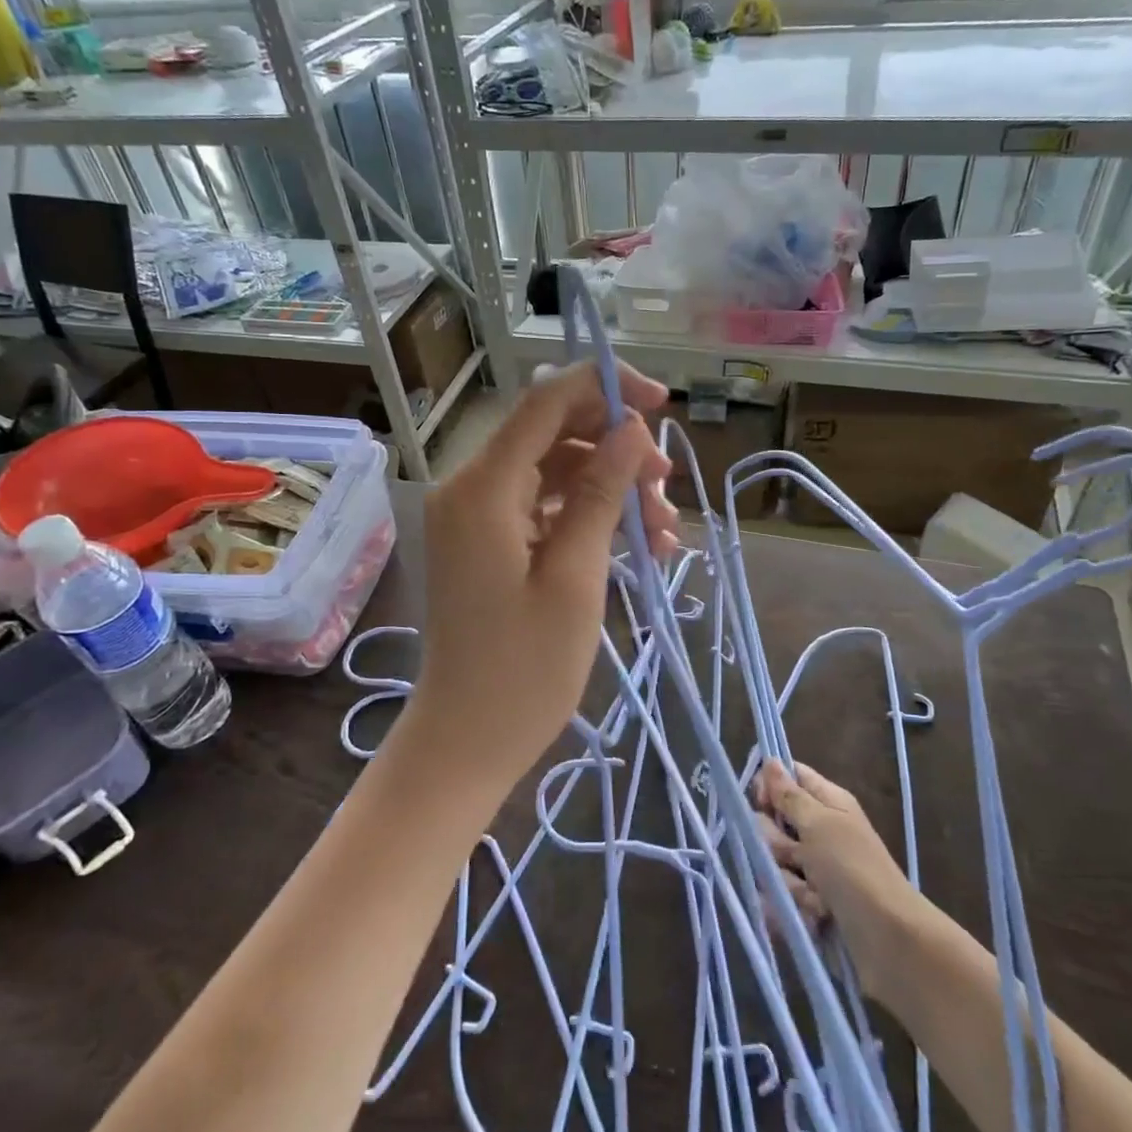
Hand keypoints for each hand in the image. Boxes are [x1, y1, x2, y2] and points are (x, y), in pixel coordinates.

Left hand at [411, 361, 679, 787]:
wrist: (466, 741)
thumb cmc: (524, 670)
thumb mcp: (576, 576)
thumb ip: (600, 493)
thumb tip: (631, 430)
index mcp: (483, 488)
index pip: (544, 404)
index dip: (605, 390)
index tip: (661, 404)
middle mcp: (471, 488)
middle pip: (552, 435)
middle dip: (615, 450)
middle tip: (666, 488)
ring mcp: (476, 517)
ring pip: (554, 472)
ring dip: (611, 489)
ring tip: (664, 531)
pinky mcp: (487, 543)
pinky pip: (543, 508)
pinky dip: (588, 517)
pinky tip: (639, 545)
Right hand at [752, 758, 927, 1000]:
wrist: (890, 943)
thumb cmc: (855, 871)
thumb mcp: (820, 825)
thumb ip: (789, 796)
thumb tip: (770, 760)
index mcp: (827, 803)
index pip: (788, 778)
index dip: (769, 787)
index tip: (761, 802)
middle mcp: (819, 832)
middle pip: (772, 823)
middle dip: (776, 844)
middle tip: (797, 857)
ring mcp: (813, 871)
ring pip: (772, 863)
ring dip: (788, 882)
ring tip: (814, 898)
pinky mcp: (808, 905)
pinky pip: (779, 898)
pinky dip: (792, 909)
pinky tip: (811, 918)